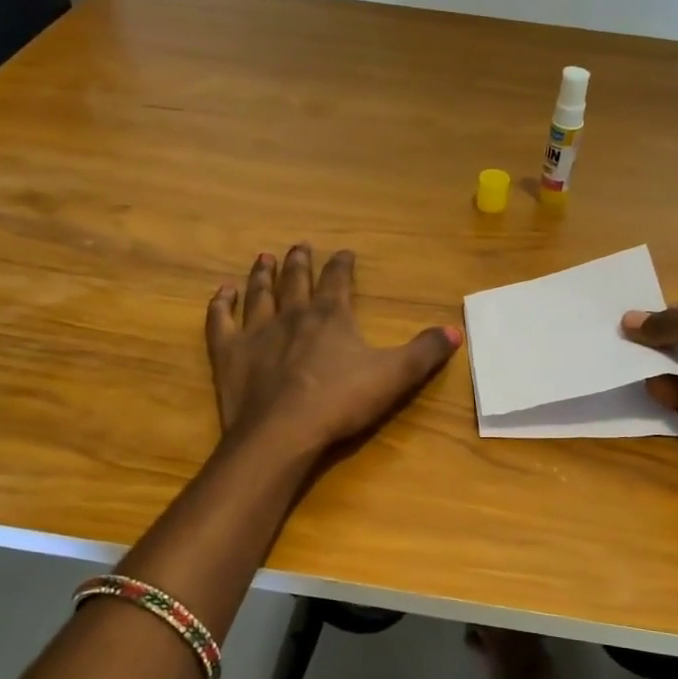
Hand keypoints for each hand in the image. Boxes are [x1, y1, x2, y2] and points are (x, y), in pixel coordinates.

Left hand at [207, 244, 460, 455]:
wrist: (282, 433)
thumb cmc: (341, 402)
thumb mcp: (395, 376)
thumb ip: (424, 352)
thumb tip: (456, 330)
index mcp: (331, 316)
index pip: (338, 280)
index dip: (342, 265)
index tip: (344, 253)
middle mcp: (292, 314)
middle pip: (296, 280)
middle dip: (300, 262)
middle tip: (300, 245)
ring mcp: (256, 332)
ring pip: (259, 293)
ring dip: (262, 275)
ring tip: (264, 257)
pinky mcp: (229, 354)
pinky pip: (221, 321)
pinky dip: (221, 305)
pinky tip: (222, 293)